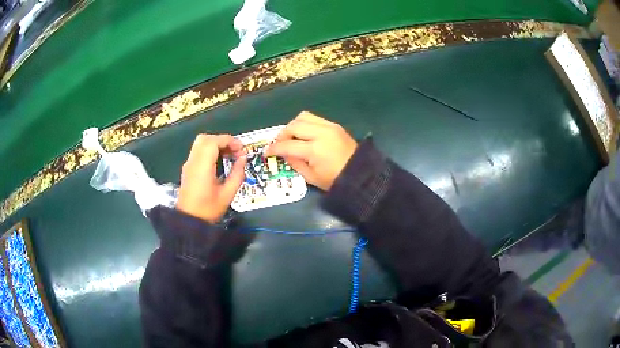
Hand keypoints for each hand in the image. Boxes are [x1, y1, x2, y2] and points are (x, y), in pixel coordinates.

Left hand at [177, 134, 246, 222]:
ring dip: (215, 144)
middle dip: (222, 140)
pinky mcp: (187, 169)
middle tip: (234, 151)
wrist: (189, 221)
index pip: (214, 141)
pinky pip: (198, 151)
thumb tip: (243, 158)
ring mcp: (188, 164)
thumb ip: (237, 174)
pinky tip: (219, 162)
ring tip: (228, 156)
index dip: (229, 141)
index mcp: (202, 166)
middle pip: (206, 138)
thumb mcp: (228, 194)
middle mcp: (193, 161)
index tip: (241, 150)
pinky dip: (209, 150)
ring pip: (200, 143)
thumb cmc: (209, 209)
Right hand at [265, 112, 356, 190]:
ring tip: (291, 137)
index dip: (275, 149)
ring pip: (303, 116)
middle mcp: (321, 133)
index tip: (267, 152)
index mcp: (314, 150)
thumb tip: (284, 154)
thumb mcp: (311, 177)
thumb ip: (294, 163)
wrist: (361, 174)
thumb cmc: (335, 180)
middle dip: (282, 135)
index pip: (288, 145)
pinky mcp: (334, 125)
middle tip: (279, 145)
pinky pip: (314, 118)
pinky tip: (304, 135)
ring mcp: (329, 126)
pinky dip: (305, 124)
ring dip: (293, 126)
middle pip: (293, 126)